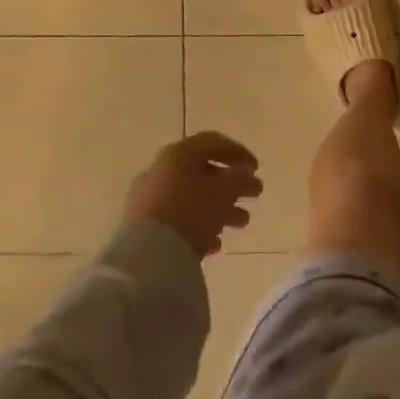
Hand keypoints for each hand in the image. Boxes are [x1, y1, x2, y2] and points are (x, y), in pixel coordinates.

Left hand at [123, 133, 262, 257]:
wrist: (147, 255)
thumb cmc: (190, 211)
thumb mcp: (223, 191)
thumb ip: (238, 177)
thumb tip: (244, 172)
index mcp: (179, 153)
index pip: (213, 143)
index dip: (239, 153)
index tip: (256, 169)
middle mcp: (161, 170)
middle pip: (203, 172)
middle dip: (232, 185)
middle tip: (255, 195)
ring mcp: (149, 198)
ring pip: (192, 198)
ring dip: (220, 208)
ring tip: (242, 223)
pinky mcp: (143, 226)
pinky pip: (177, 220)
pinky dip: (199, 227)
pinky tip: (215, 244)